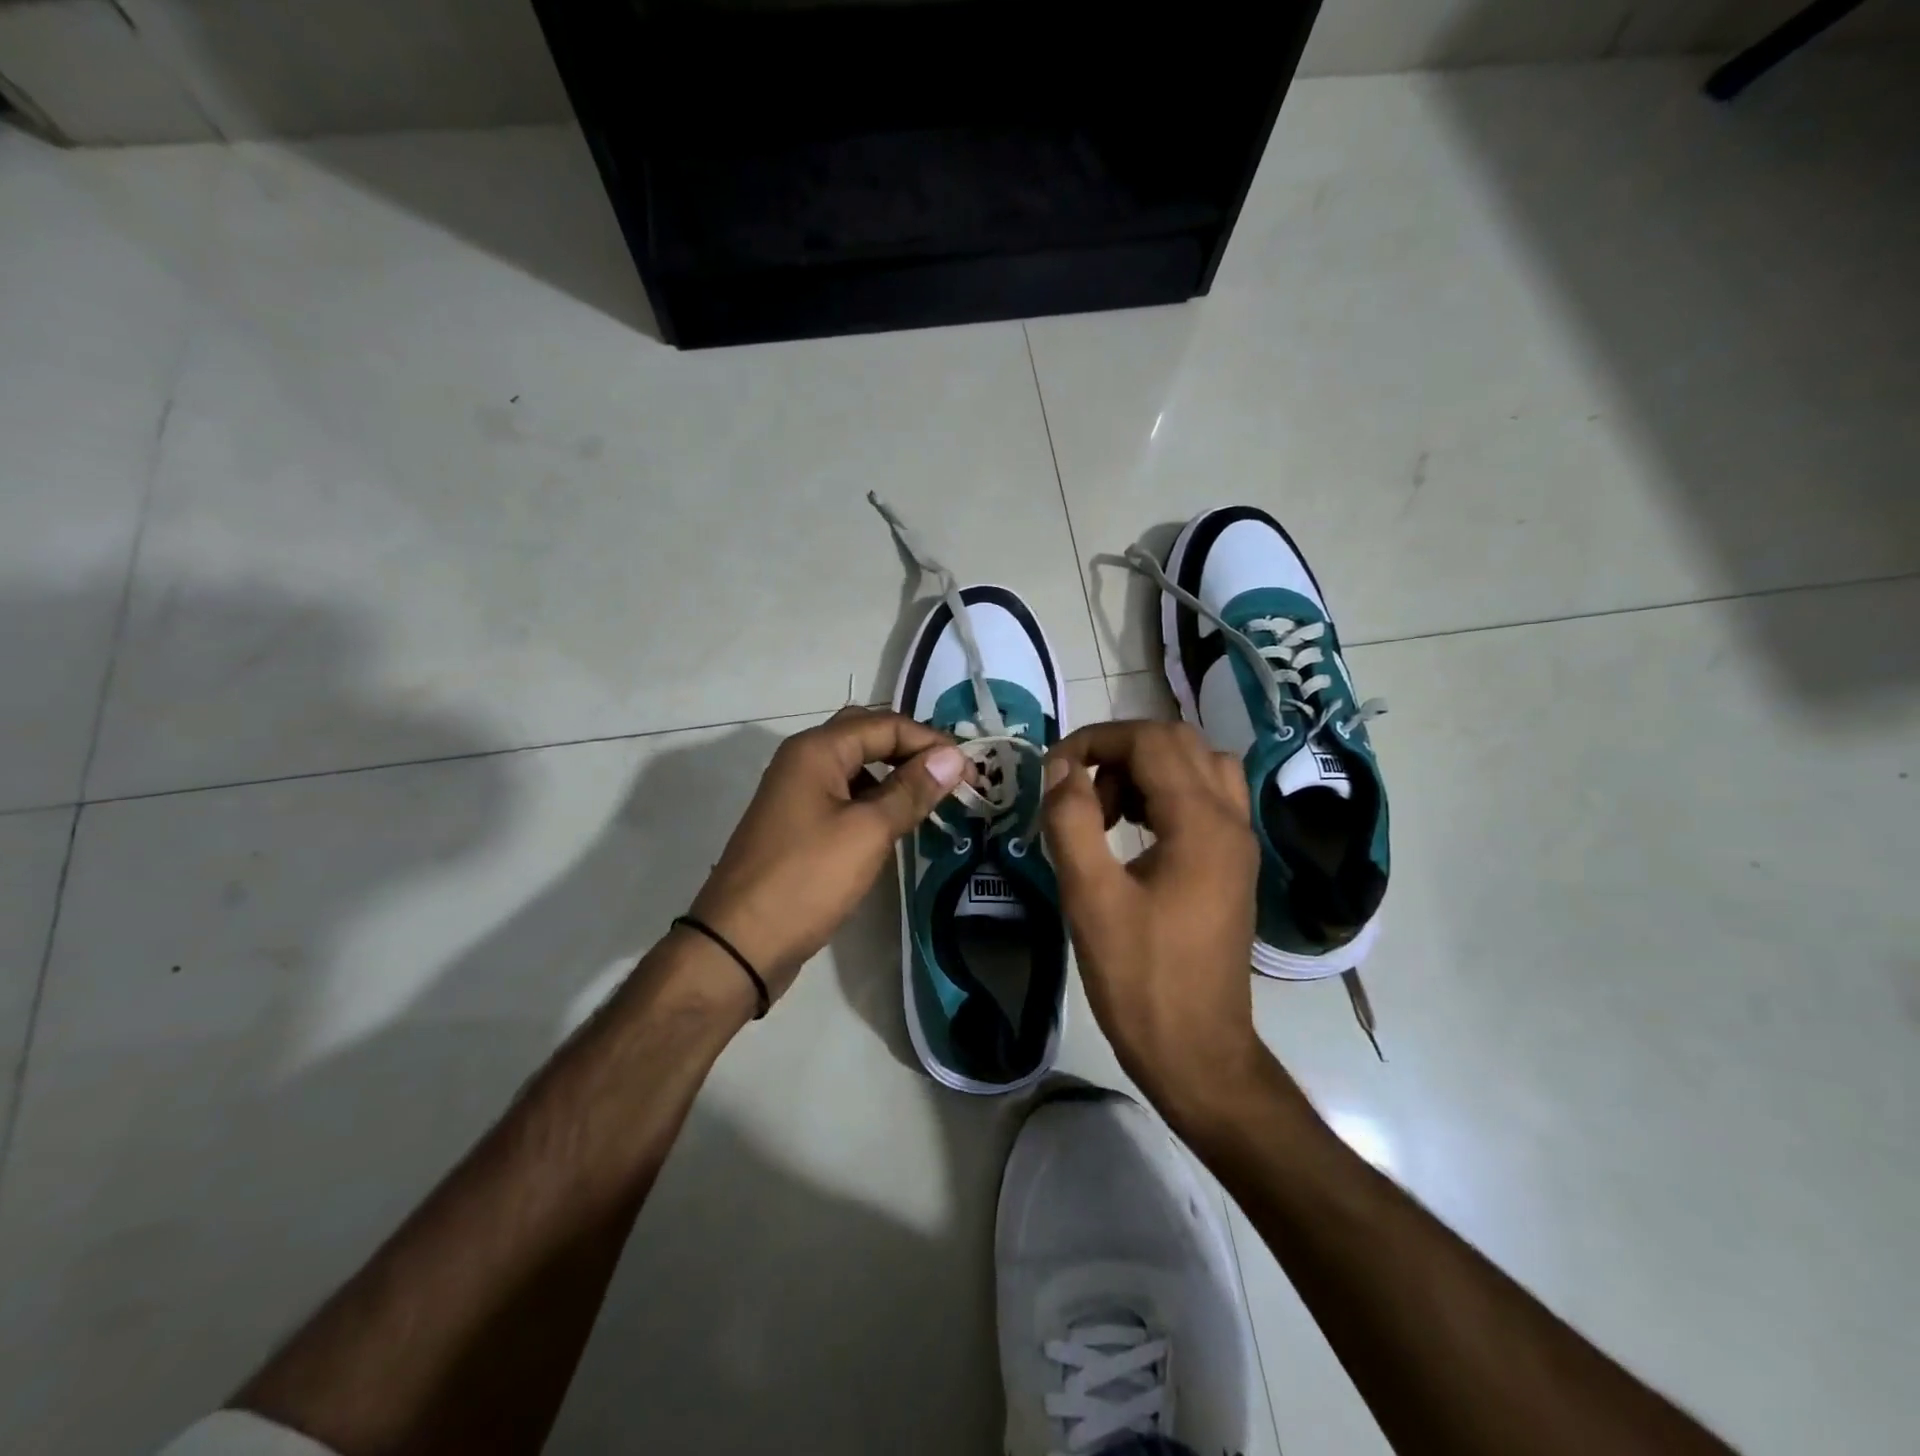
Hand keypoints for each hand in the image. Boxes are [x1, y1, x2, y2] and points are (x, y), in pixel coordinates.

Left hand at [688, 706, 969, 1000]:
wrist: (739, 943)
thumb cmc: (807, 879)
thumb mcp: (868, 832)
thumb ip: (911, 790)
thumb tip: (952, 757)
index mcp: (817, 750)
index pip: (886, 725)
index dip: (930, 742)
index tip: (970, 771)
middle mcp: (804, 760)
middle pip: (868, 736)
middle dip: (912, 751)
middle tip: (951, 777)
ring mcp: (797, 793)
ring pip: (856, 767)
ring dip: (895, 776)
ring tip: (933, 799)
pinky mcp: (798, 823)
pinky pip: (845, 796)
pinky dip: (875, 800)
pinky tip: (897, 823)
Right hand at [1042, 720, 1263, 1122]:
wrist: (1198, 1052)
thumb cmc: (1140, 979)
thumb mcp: (1090, 898)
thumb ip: (1072, 821)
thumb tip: (1061, 769)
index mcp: (1201, 822)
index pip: (1151, 740)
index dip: (1095, 740)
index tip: (1053, 771)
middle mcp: (1230, 820)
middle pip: (1179, 742)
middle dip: (1120, 752)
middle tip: (1080, 792)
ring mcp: (1238, 843)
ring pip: (1196, 767)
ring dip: (1144, 771)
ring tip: (1104, 814)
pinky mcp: (1233, 865)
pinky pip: (1204, 800)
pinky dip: (1164, 795)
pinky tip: (1131, 835)